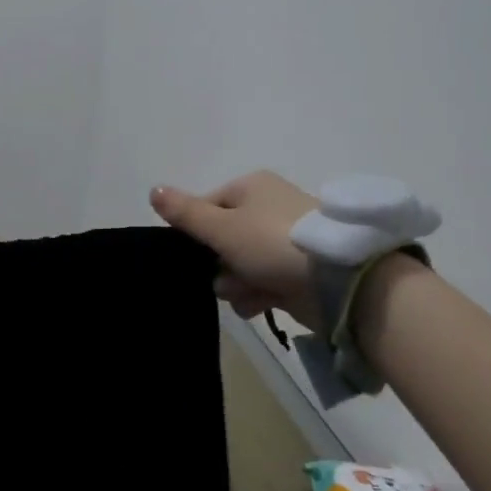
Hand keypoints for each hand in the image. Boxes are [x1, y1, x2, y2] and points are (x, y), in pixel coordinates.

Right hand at [150, 171, 319, 328]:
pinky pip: (262, 282)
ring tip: (248, 291)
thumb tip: (153, 189)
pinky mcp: (297, 271)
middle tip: (226, 275)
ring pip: (240, 265)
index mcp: (252, 187)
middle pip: (223, 239)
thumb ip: (185, 213)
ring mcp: (284, 241)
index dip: (196, 232)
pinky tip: (262, 303)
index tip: (194, 252)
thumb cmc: (272, 243)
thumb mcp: (221, 226)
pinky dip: (258, 294)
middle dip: (218, 264)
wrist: (337, 280)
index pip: (207, 206)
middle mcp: (268, 208)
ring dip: (237, 284)